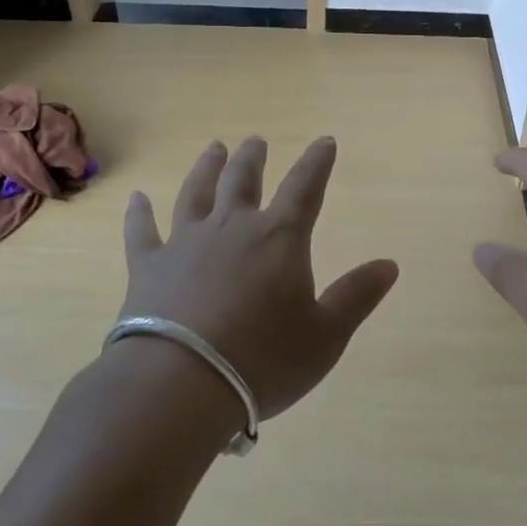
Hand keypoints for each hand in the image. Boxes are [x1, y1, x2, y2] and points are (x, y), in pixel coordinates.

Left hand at [117, 136, 399, 420]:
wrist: (181, 384)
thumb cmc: (263, 360)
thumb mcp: (326, 335)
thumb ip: (356, 296)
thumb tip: (389, 264)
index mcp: (279, 238)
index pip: (305, 187)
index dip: (318, 162)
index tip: (324, 141)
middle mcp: (232, 228)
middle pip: (243, 180)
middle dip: (253, 158)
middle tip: (255, 142)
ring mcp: (185, 243)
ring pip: (196, 193)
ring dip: (206, 168)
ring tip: (214, 149)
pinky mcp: (148, 266)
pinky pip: (142, 231)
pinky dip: (139, 213)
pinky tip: (136, 198)